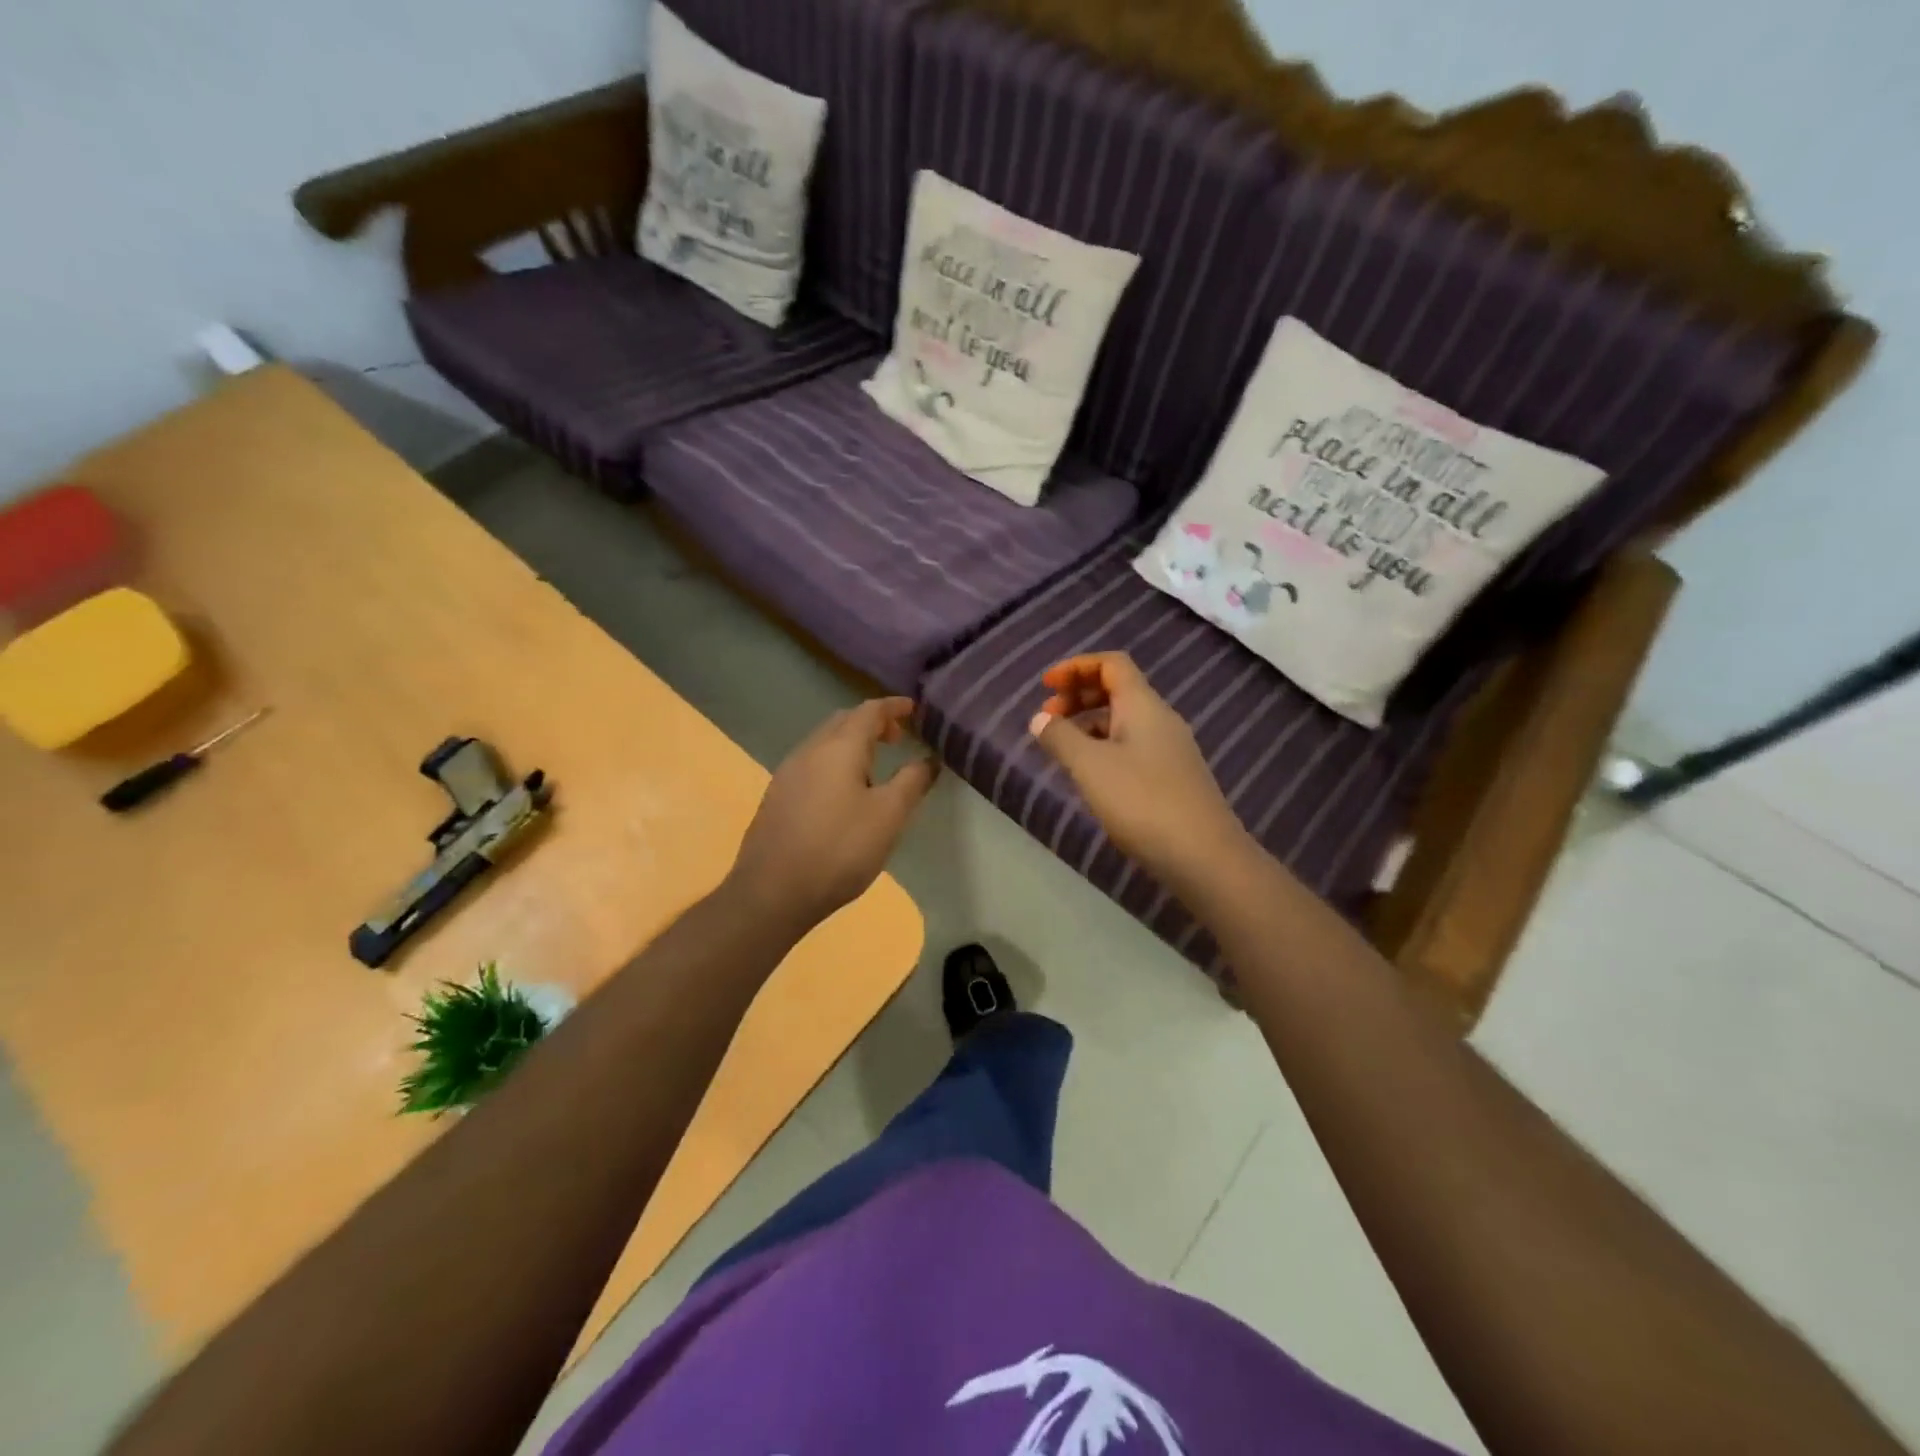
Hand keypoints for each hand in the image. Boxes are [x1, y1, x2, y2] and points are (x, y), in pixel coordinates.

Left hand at [728, 698, 937, 929]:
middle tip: (897, 738)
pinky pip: (811, 764)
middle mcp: (809, 750)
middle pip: (843, 722)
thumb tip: (929, 759)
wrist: (773, 892)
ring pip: (824, 743)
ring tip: (874, 766)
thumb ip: (912, 781)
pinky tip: (843, 793)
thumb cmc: (840, 849)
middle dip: (871, 722)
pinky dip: (834, 762)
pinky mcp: (777, 797)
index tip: (913, 708)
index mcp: (839, 747)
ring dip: (851, 743)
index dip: (893, 706)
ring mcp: (788, 773)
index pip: (869, 711)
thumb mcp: (889, 816)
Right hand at [1031, 653, 1248, 890]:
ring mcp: (1170, 750)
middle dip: (1079, 695)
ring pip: (1124, 721)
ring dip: (1089, 725)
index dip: (1076, 666)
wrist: (1203, 856)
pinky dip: (1104, 748)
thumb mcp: (1090, 766)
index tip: (1046, 686)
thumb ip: (1060, 738)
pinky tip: (1090, 776)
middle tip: (1048, 718)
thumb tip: (1040, 718)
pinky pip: (1132, 747)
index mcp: (1143, 705)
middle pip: (1117, 690)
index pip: (1111, 664)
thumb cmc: (1142, 801)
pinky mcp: (1172, 779)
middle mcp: (1160, 719)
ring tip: (1061, 750)